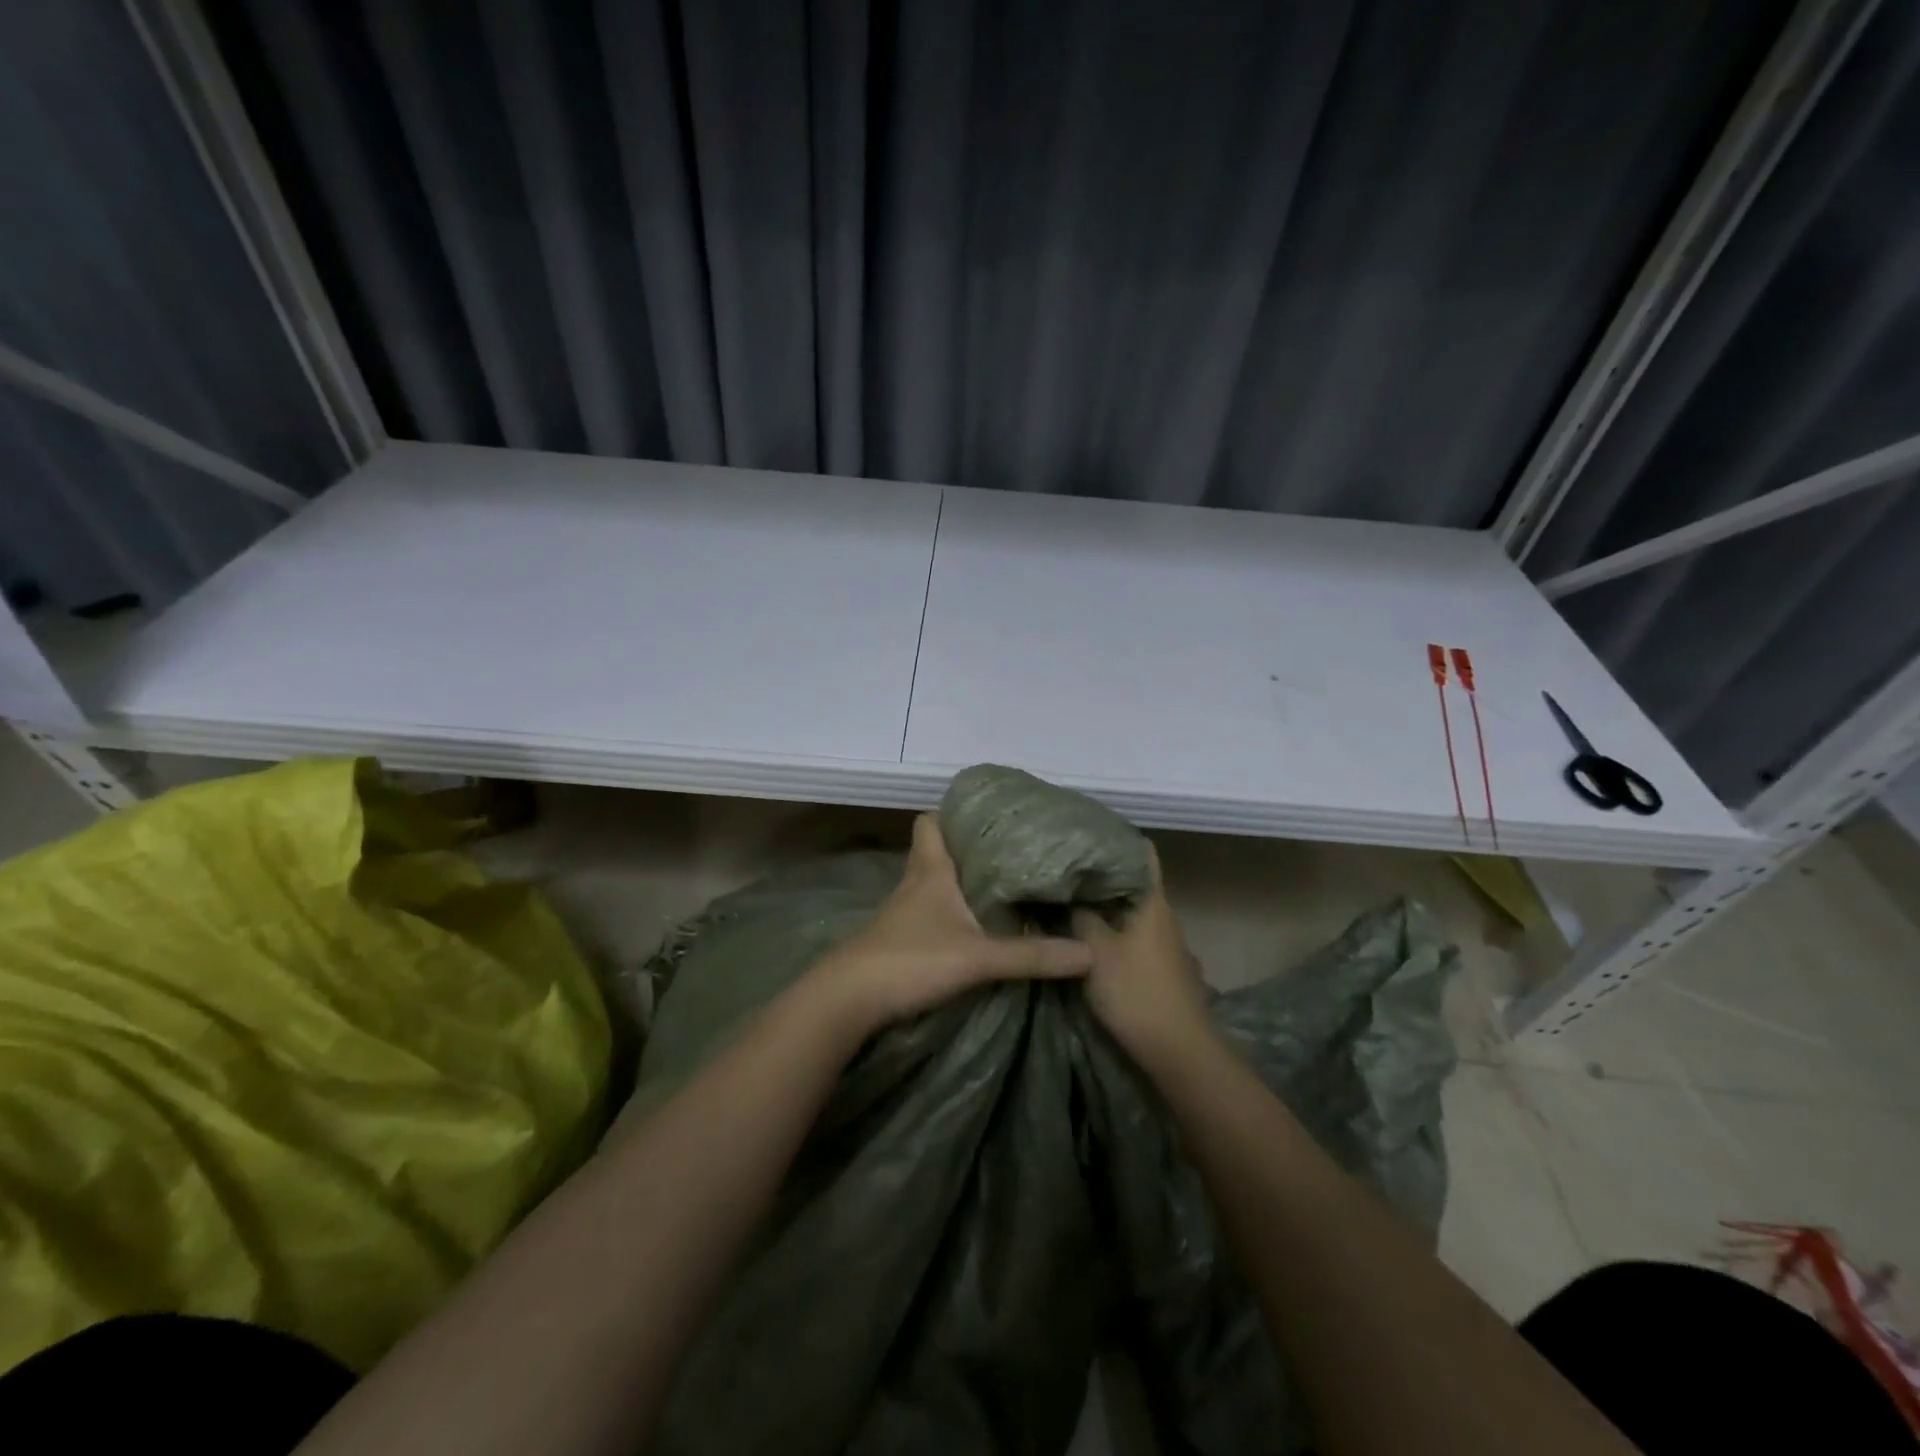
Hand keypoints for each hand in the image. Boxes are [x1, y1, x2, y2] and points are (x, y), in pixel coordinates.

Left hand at [805, 814, 1091, 1039]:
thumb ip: (1031, 956)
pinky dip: (949, 913)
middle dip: (967, 848)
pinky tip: (971, 928)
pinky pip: (928, 913)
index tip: (985, 813)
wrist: (848, 1000)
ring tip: (1000, 886)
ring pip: (933, 884)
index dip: (951, 812)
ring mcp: (902, 913)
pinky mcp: (898, 940)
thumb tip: (1088, 955)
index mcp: (930, 871)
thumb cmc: (910, 960)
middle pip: (936, 851)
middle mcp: (914, 884)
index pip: (930, 822)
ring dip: (959, 882)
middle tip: (1009, 850)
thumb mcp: (977, 958)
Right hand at [1070, 848, 1213, 1067]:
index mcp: (1153, 902)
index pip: (1141, 854)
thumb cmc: (1136, 991)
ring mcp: (1166, 944)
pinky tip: (1087, 937)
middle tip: (1063, 868)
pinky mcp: (1162, 968)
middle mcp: (1164, 916)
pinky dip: (1112, 930)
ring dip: (1104, 905)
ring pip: (1131, 912)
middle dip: (1100, 875)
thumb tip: (1064, 894)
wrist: (1178, 1051)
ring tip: (1068, 899)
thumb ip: (1078, 918)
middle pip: (1132, 883)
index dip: (1116, 840)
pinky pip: (1133, 936)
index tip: (1084, 833)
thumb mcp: (1095, 951)